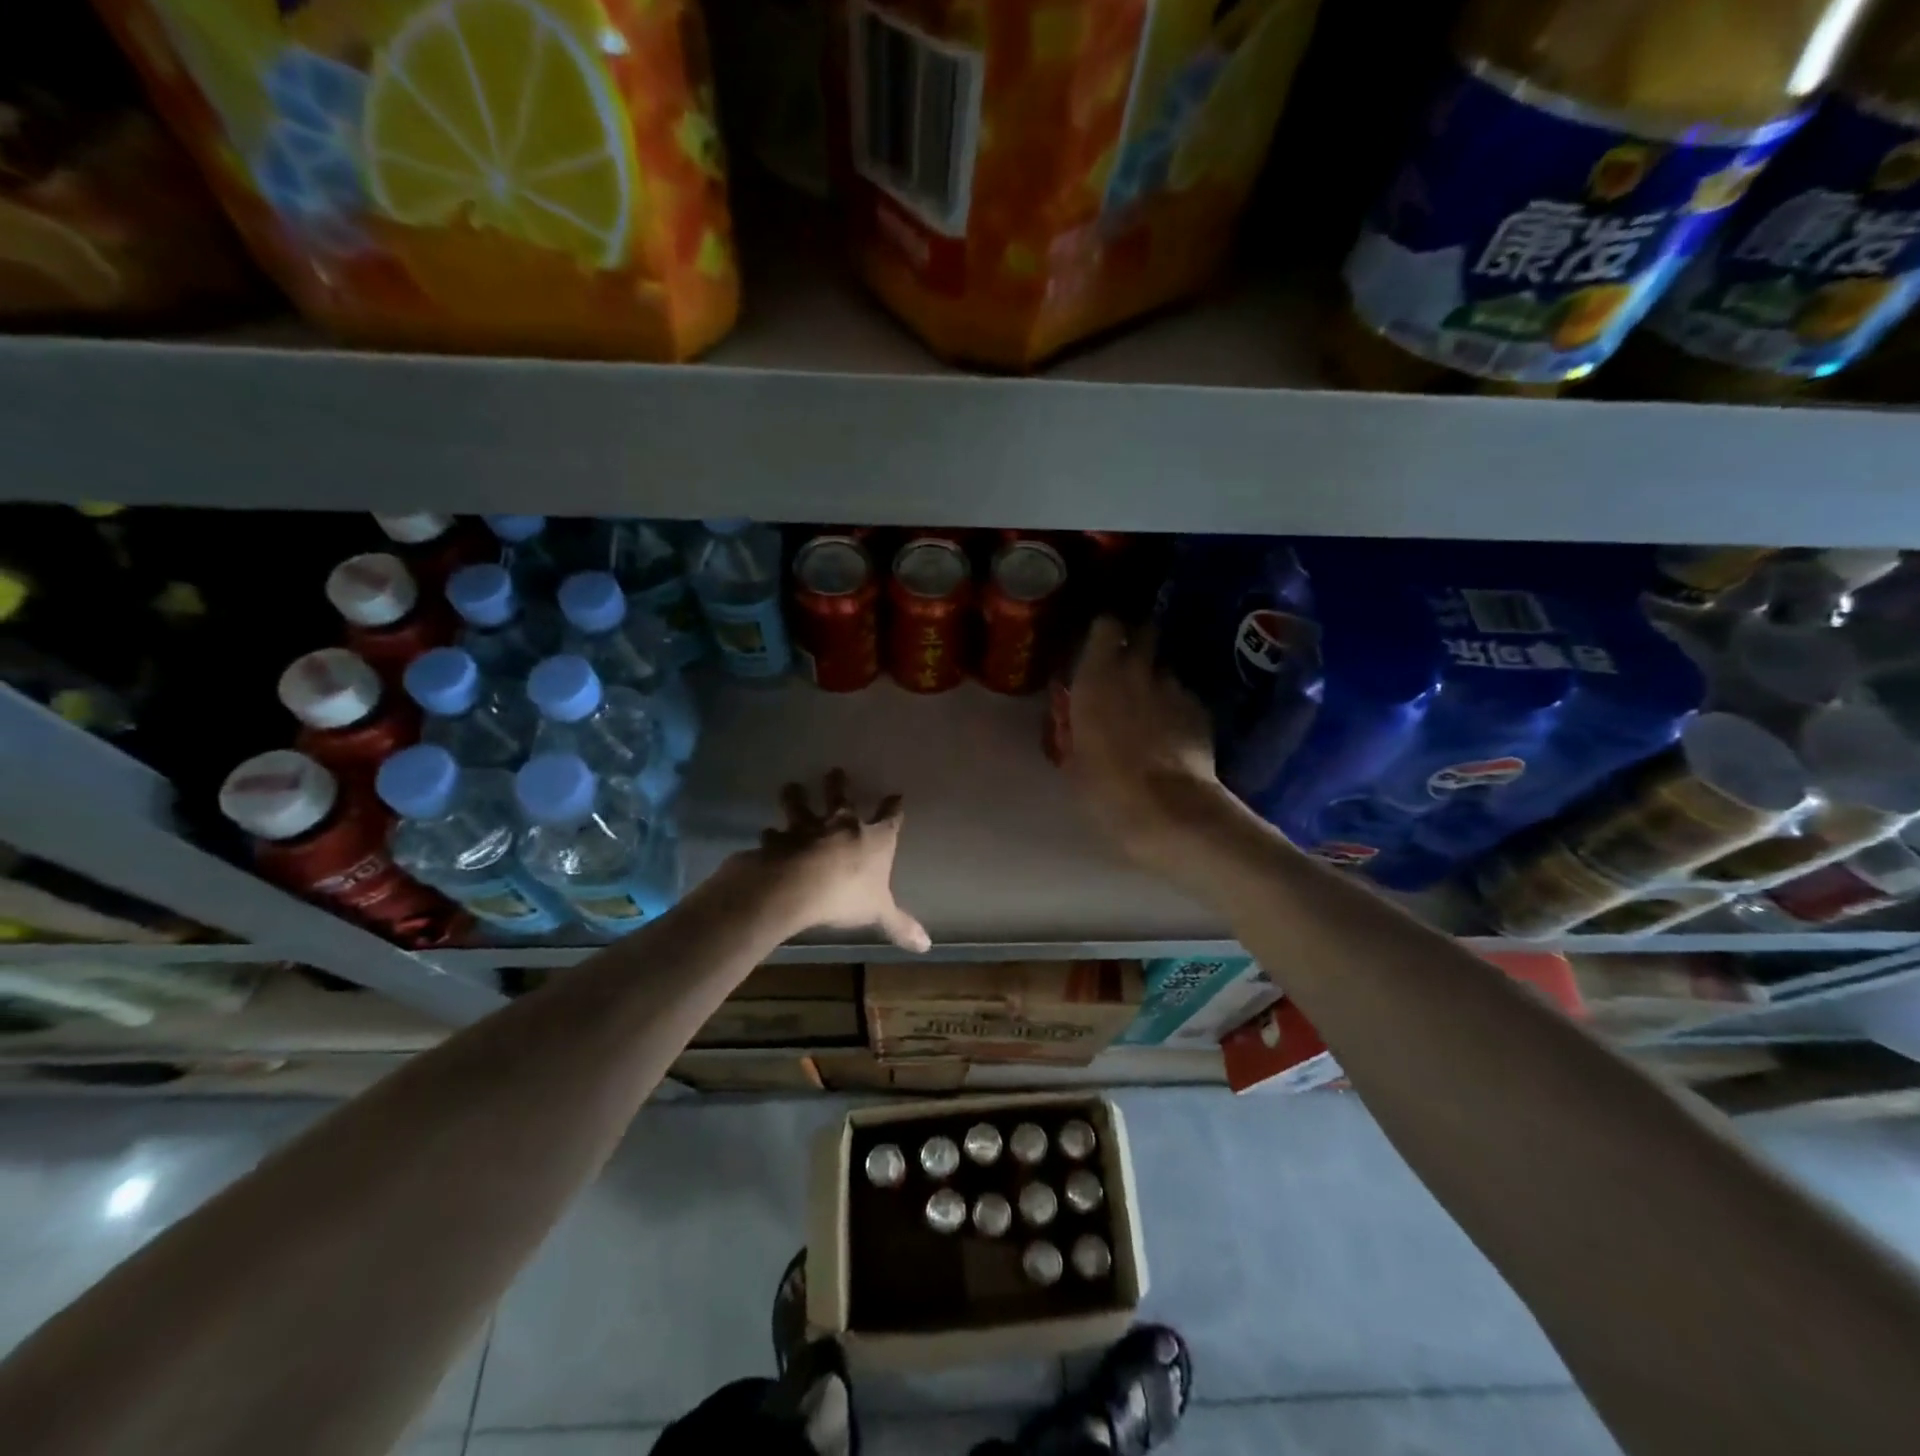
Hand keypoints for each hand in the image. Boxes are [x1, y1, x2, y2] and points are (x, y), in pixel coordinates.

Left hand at [750, 769, 930, 952]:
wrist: (798, 886)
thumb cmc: (847, 894)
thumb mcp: (879, 912)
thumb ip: (899, 925)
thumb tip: (927, 945)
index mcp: (873, 839)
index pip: (889, 819)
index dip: (893, 808)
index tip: (896, 796)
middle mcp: (840, 826)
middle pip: (841, 799)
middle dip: (839, 785)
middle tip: (835, 772)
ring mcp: (806, 829)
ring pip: (801, 807)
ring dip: (796, 797)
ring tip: (791, 787)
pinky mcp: (778, 841)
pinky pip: (773, 835)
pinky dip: (770, 836)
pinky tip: (765, 835)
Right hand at [1068, 617, 1227, 872]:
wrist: (1167, 809)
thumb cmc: (1105, 787)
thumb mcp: (1074, 759)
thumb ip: (1076, 729)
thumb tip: (1077, 724)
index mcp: (1097, 677)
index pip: (1106, 625)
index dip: (1106, 631)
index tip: (1101, 641)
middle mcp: (1136, 670)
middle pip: (1145, 633)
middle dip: (1139, 642)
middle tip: (1129, 664)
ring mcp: (1174, 687)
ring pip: (1165, 670)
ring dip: (1157, 681)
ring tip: (1152, 707)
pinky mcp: (1200, 709)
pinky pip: (1184, 698)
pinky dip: (1178, 708)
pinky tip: (1174, 733)